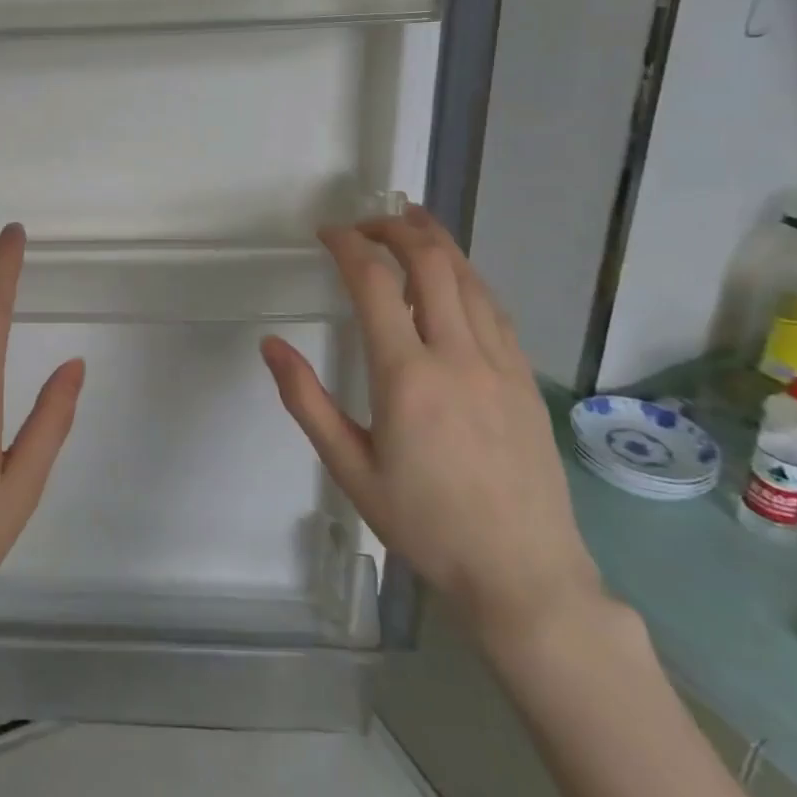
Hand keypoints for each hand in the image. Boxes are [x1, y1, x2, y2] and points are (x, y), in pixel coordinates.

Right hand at [259, 206, 600, 645]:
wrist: (523, 573)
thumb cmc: (425, 524)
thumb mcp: (349, 468)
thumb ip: (306, 400)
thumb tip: (271, 344)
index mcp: (407, 376)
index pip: (374, 284)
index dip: (348, 247)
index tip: (327, 232)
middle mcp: (457, 356)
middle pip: (431, 263)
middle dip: (395, 228)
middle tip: (365, 222)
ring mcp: (500, 363)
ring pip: (469, 277)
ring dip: (436, 241)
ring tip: (410, 222)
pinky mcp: (524, 377)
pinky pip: (493, 307)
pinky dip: (466, 276)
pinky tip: (453, 276)